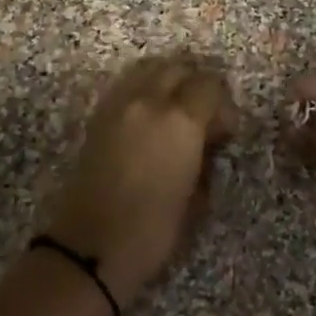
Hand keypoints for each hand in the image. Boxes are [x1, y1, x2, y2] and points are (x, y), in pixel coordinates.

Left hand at [41, 55, 239, 308]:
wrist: (89, 249)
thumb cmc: (152, 231)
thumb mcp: (196, 199)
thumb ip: (206, 158)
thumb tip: (208, 142)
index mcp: (179, 120)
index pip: (209, 85)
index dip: (224, 104)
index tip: (227, 130)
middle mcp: (147, 101)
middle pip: (178, 66)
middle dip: (197, 83)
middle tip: (205, 113)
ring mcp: (117, 105)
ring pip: (148, 68)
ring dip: (168, 80)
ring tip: (177, 110)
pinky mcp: (96, 117)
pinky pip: (126, 86)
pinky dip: (143, 90)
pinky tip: (150, 118)